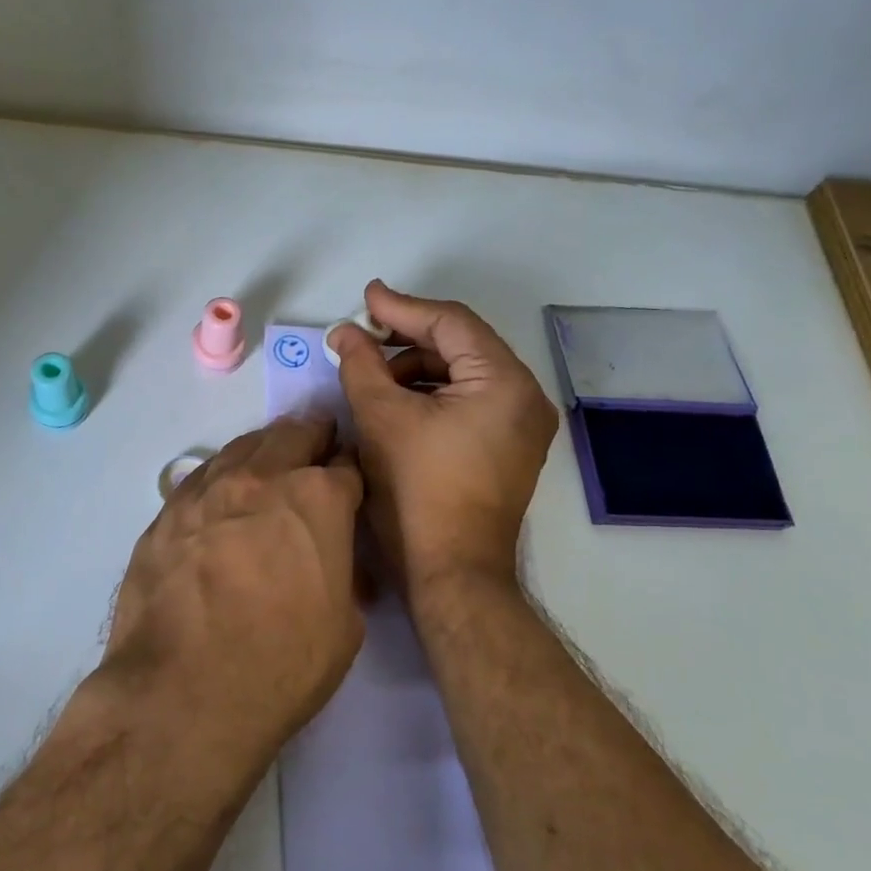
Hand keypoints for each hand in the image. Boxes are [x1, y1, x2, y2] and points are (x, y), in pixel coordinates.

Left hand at [103, 416, 364, 757]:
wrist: (182, 691)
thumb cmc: (280, 664)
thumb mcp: (344, 627)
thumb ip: (342, 574)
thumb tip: (332, 560)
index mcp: (317, 499)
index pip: (345, 466)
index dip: (352, 472)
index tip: (350, 480)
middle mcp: (262, 478)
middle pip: (293, 436)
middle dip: (312, 439)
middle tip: (317, 448)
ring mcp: (208, 490)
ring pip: (243, 446)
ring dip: (265, 449)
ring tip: (271, 461)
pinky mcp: (167, 511)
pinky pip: (202, 476)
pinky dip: (223, 475)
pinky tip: (223, 493)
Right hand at [330, 280, 558, 593]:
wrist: (452, 572)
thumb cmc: (417, 491)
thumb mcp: (381, 418)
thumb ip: (361, 364)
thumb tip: (345, 333)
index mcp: (504, 382)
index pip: (451, 323)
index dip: (402, 307)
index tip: (365, 298)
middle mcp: (525, 397)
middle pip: (461, 346)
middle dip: (407, 340)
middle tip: (362, 336)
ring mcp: (522, 426)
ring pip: (464, 375)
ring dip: (417, 369)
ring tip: (372, 376)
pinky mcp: (510, 449)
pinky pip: (470, 402)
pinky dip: (433, 396)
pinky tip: (397, 403)